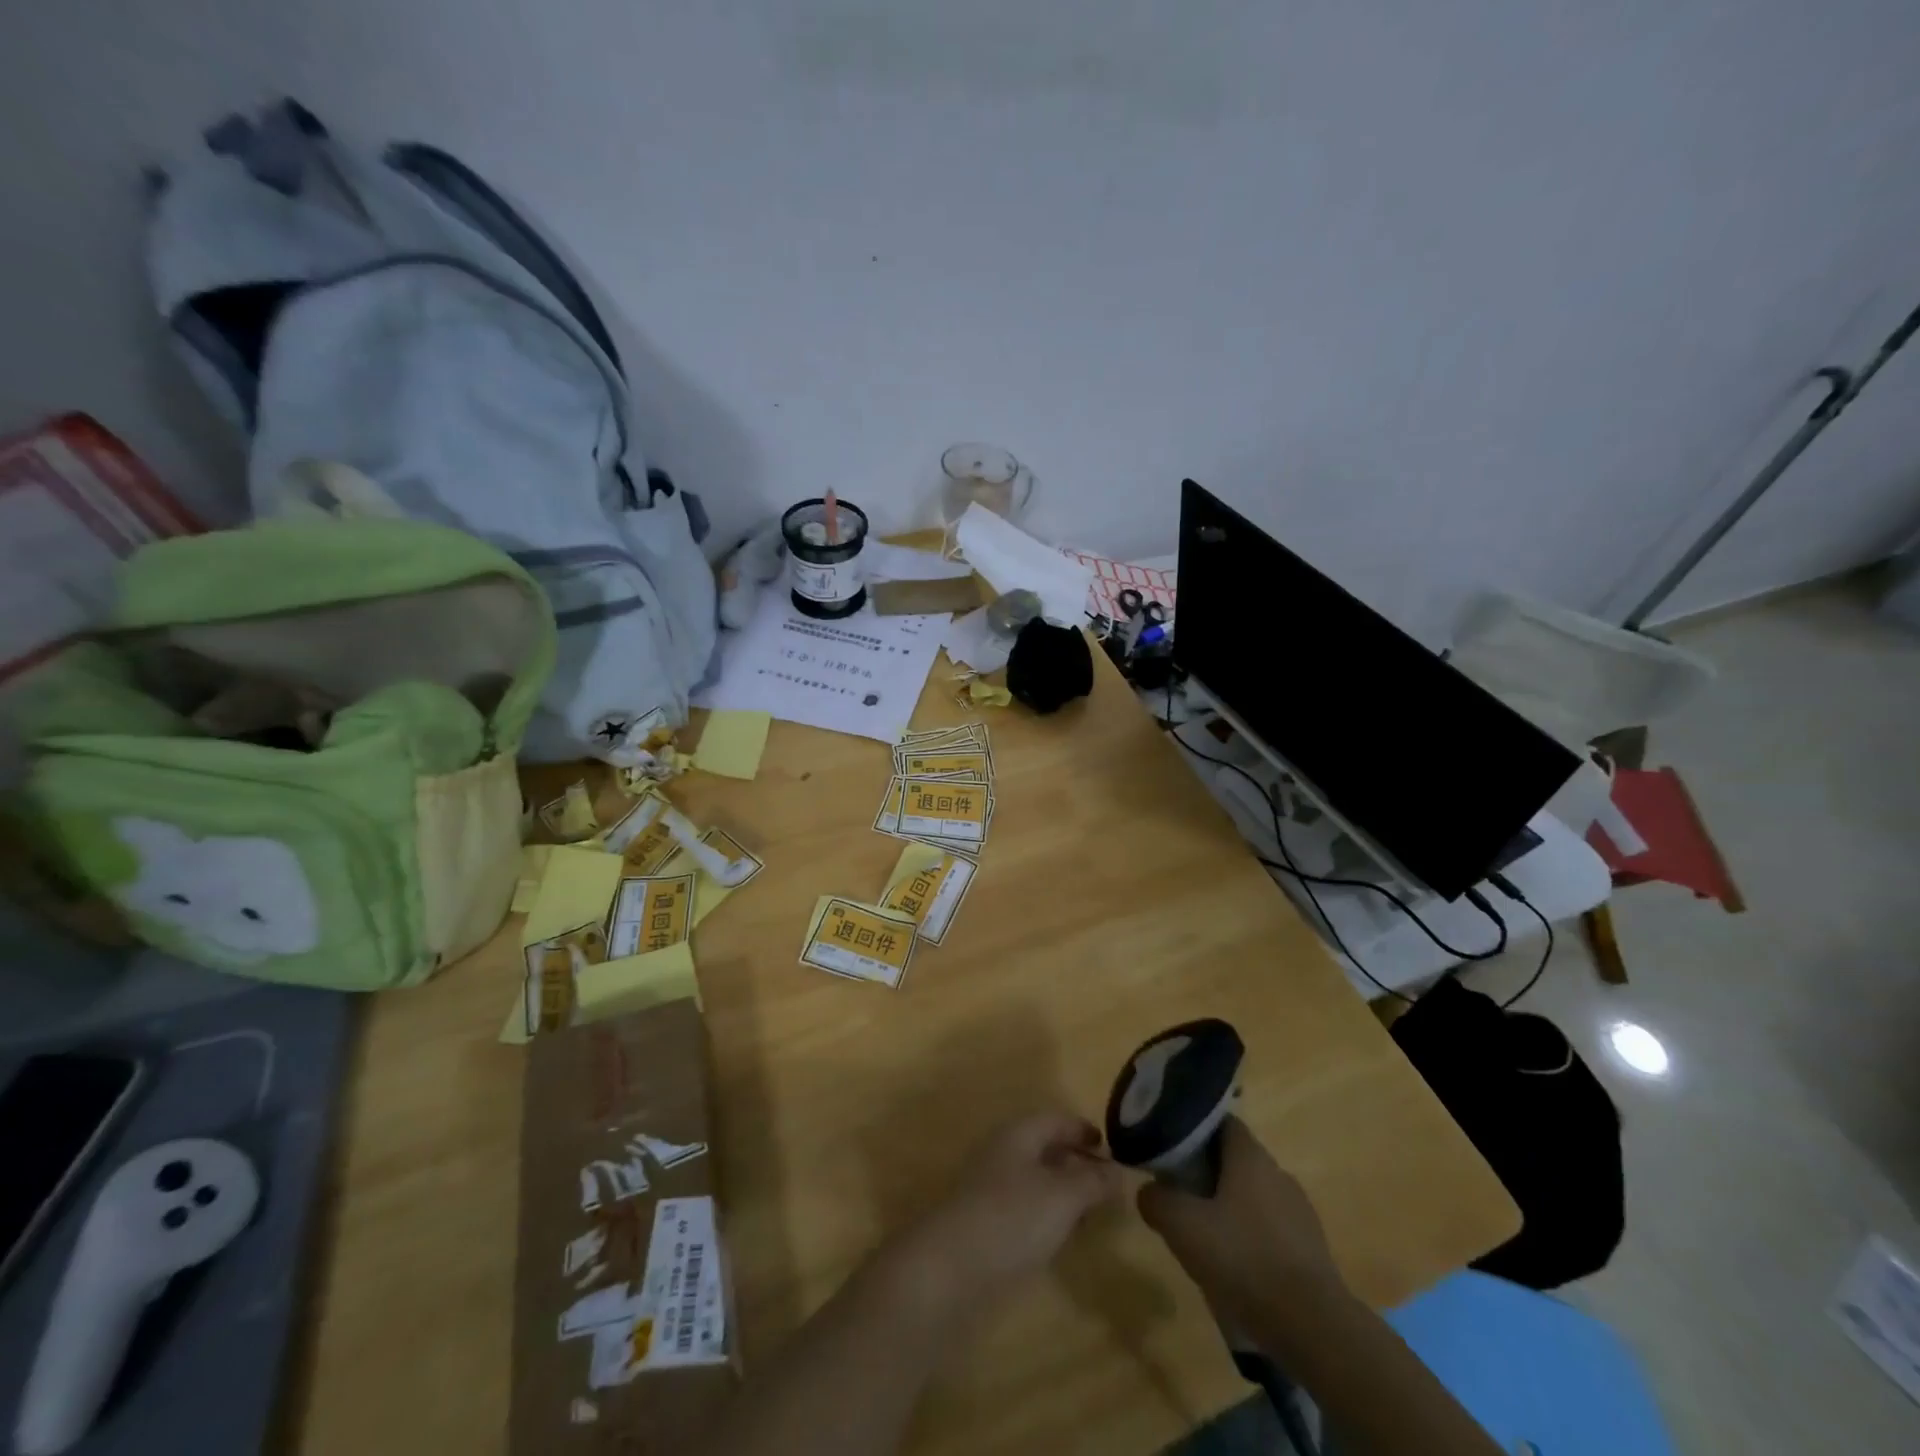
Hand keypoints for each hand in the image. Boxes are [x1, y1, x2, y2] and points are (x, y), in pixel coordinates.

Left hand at [889, 1112, 1124, 1313]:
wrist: (951, 1268)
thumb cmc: (1012, 1218)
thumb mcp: (1063, 1196)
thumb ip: (1093, 1182)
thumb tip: (1118, 1171)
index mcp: (1018, 1134)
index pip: (1056, 1119)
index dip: (1083, 1129)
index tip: (1111, 1147)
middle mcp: (1003, 1153)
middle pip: (1044, 1148)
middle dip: (1076, 1162)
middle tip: (1107, 1185)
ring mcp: (991, 1189)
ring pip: (1035, 1179)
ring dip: (1063, 1191)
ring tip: (1091, 1213)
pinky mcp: (986, 1224)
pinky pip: (1024, 1208)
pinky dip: (1047, 1215)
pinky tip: (1061, 1237)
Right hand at [1136, 1118, 1347, 1335]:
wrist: (1314, 1328)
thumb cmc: (1244, 1260)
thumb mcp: (1182, 1226)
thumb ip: (1156, 1199)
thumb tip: (1149, 1191)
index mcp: (1250, 1156)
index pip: (1220, 1121)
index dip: (1193, 1129)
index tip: (1170, 1146)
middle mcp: (1278, 1172)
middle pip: (1235, 1159)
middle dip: (1207, 1171)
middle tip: (1179, 1194)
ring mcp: (1299, 1210)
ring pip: (1253, 1195)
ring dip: (1229, 1206)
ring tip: (1205, 1235)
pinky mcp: (1312, 1248)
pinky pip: (1271, 1228)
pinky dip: (1251, 1236)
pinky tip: (1237, 1265)